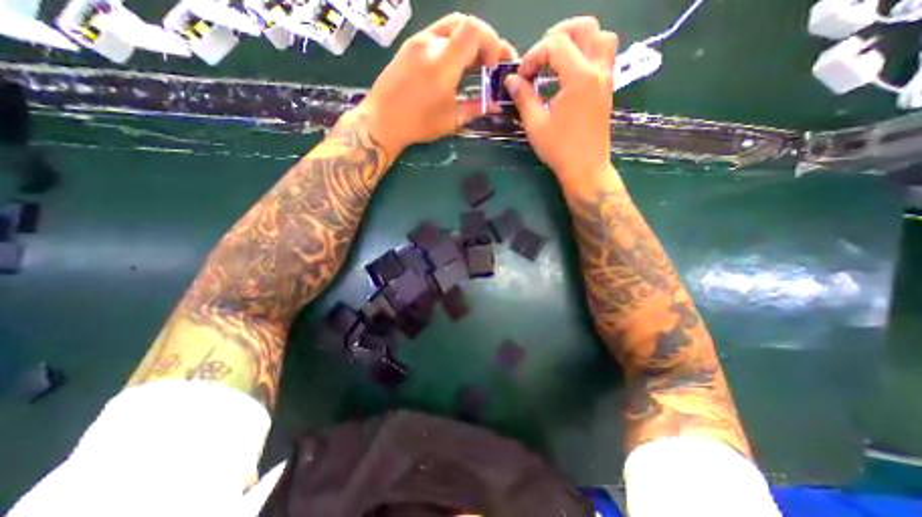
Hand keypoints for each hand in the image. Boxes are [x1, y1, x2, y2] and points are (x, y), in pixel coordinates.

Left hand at [355, 14, 517, 157]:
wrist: (381, 121)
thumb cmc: (418, 124)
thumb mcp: (451, 119)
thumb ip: (476, 107)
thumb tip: (496, 105)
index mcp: (443, 61)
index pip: (475, 30)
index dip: (492, 43)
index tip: (492, 67)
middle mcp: (430, 42)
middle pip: (464, 22)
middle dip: (482, 40)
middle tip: (488, 64)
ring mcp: (417, 41)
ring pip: (450, 26)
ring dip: (467, 41)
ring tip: (473, 64)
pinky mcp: (408, 46)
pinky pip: (436, 35)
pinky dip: (452, 44)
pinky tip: (453, 65)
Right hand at [503, 19, 617, 192]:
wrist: (585, 168)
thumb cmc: (559, 149)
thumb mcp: (535, 124)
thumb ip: (523, 97)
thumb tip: (511, 80)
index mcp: (578, 77)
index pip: (555, 45)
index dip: (533, 56)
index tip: (522, 77)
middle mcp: (597, 69)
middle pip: (585, 27)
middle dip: (557, 36)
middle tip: (540, 57)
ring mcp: (606, 78)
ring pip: (601, 37)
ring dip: (578, 40)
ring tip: (557, 58)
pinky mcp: (608, 88)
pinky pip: (604, 55)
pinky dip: (587, 53)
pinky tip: (569, 73)